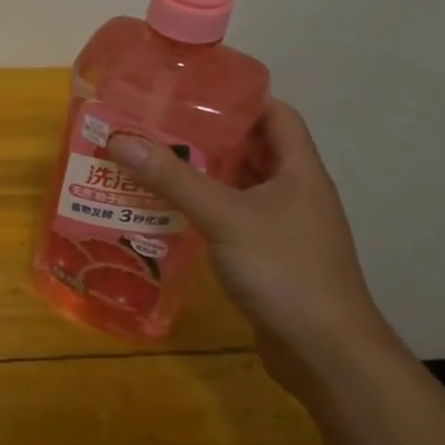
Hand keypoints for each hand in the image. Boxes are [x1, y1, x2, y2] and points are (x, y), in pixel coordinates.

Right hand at [109, 102, 399, 394]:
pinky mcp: (266, 256)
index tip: (190, 90)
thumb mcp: (224, 217)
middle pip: (250, 148)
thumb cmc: (285, 271)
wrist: (326, 354)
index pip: (275, 114)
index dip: (238, 97)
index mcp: (299, 170)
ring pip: (237, 185)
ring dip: (199, 174)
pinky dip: (201, 209)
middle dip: (205, 135)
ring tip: (149, 160)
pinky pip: (229, 218)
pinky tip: (164, 210)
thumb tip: (119, 138)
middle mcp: (293, 192)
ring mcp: (281, 226)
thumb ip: (172, 178)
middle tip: (155, 124)